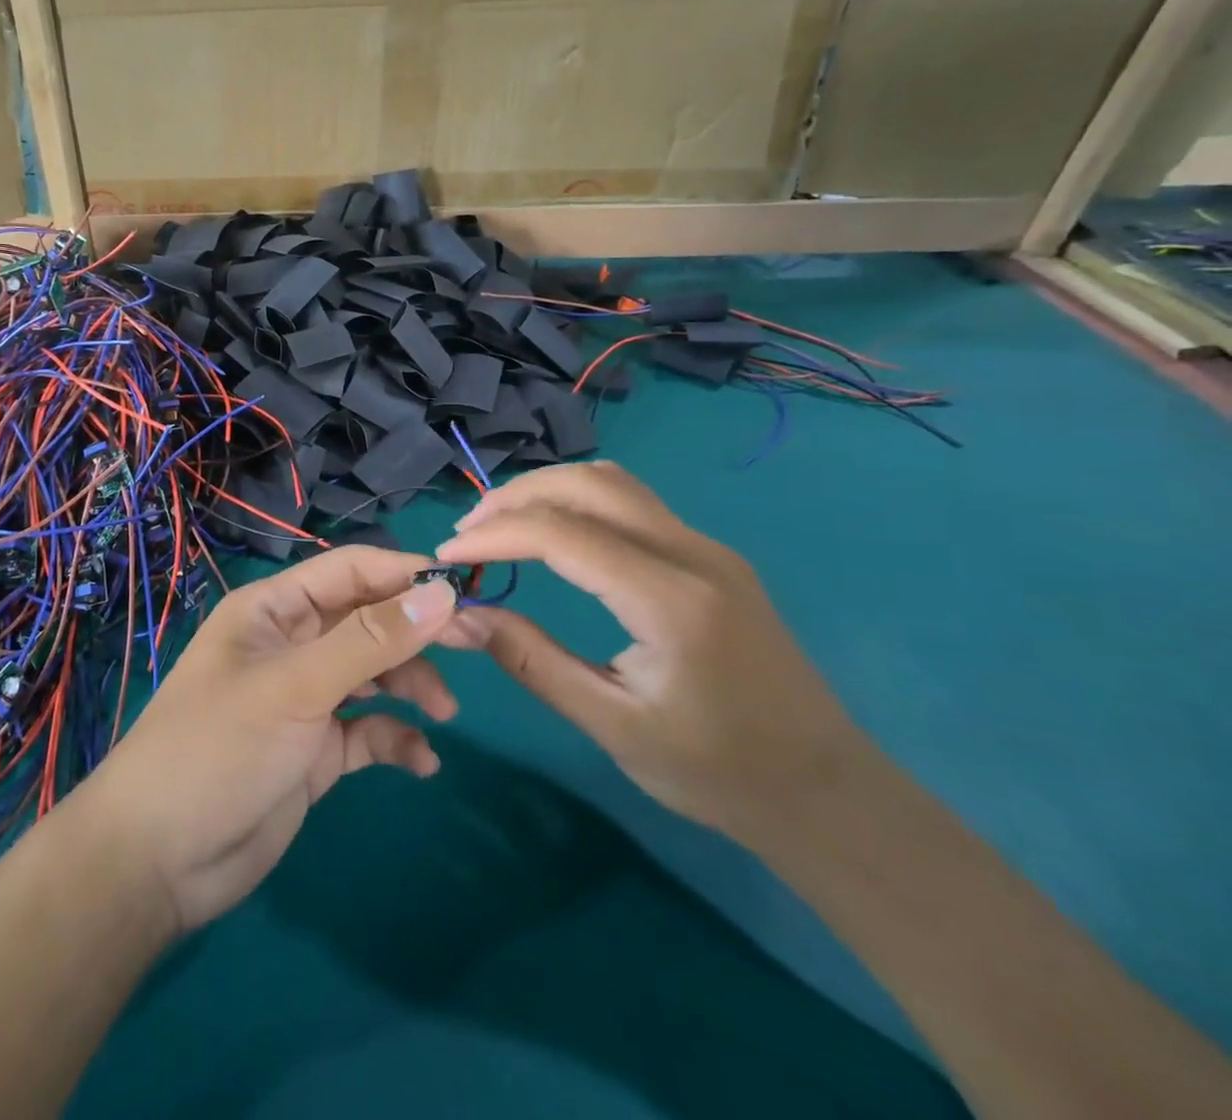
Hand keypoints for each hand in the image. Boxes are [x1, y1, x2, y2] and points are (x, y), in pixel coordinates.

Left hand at [74, 547, 461, 932]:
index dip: (404, 575)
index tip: (463, 590)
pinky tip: (421, 761)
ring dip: (411, 685)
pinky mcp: (315, 750)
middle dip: (417, 631)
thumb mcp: (295, 687)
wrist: (159, 860)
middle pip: (367, 621)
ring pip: (373, 674)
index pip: (349, 572)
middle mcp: (291, 645)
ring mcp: (304, 699)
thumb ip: (369, 642)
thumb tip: (441, 595)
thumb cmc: (218, 749)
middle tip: (478, 644)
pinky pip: (367, 730)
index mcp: (273, 610)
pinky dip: (395, 738)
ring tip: (444, 712)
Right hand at [435, 463, 869, 844]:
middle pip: (586, 485)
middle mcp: (692, 553)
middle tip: (467, 533)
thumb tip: (463, 616)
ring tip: (500, 526)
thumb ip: (532, 661)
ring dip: (547, 491)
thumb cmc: (717, 771)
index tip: (447, 557)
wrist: (826, 790)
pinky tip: (552, 534)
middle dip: (514, 497)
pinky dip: (577, 502)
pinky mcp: (710, 555)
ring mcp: (707, 547)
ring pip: (611, 483)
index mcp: (670, 599)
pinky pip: (632, 502)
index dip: (493, 536)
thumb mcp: (612, 726)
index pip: (561, 534)